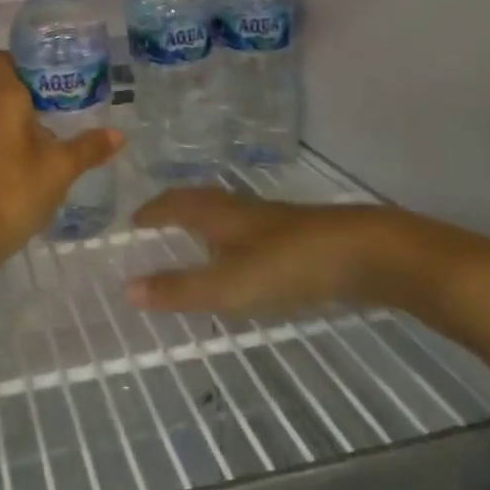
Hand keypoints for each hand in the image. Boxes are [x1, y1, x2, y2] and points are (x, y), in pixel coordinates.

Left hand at [0, 51, 123, 252]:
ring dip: (27, 119)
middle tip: (69, 100)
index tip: (50, 69)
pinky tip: (42, 157)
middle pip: (6, 87)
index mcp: (2, 98)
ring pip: (2, 113)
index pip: (0, 60)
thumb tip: (119, 134)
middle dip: (35, 92)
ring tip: (62, 129)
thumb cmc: (18, 186)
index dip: (21, 59)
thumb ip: (89, 147)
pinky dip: (16, 139)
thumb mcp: (62, 166)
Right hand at [127, 189, 382, 314]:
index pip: (174, 203)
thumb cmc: (288, 264)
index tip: (132, 221)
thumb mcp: (229, 284)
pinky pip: (247, 229)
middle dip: (174, 210)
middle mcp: (240, 208)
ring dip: (202, 222)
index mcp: (218, 213)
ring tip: (192, 239)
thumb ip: (180, 289)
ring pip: (225, 213)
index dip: (152, 211)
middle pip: (198, 201)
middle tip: (155, 225)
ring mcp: (270, 220)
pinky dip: (230, 238)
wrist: (364, 252)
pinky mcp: (295, 235)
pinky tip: (241, 258)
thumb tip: (126, 289)